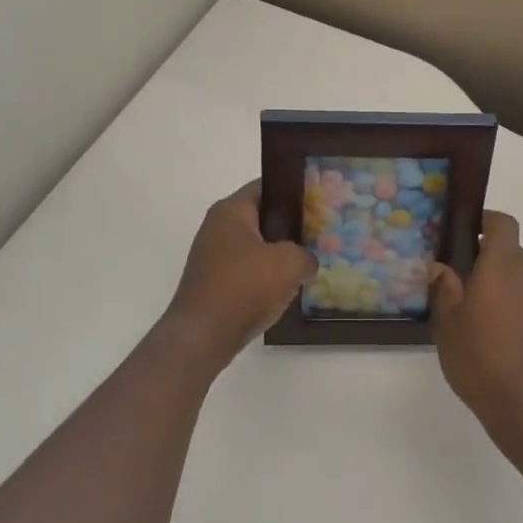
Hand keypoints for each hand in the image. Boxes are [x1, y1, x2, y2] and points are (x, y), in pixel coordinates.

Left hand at [162, 181, 316, 364]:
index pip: (266, 187)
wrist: (202, 336)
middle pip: (262, 217)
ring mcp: (214, 257)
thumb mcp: (289, 264)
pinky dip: (266, 277)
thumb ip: (306, 255)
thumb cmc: (244, 286)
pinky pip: (248, 271)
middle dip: (291, 226)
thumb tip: (306, 262)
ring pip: (257, 247)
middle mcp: (218, 228)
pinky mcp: (215, 283)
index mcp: (231, 211)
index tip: (319, 201)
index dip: (294, 191)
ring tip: (309, 263)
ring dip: (280, 256)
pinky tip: (287, 289)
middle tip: (320, 233)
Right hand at [429, 211, 522, 447]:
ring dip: (495, 282)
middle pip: (508, 250)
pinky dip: (507, 303)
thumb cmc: (481, 357)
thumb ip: (444, 288)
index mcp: (503, 264)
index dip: (485, 220)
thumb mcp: (447, 322)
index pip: (502, 223)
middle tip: (454, 275)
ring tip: (466, 306)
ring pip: (516, 276)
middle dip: (483, 256)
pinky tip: (486, 330)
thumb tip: (441, 266)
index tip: (462, 231)